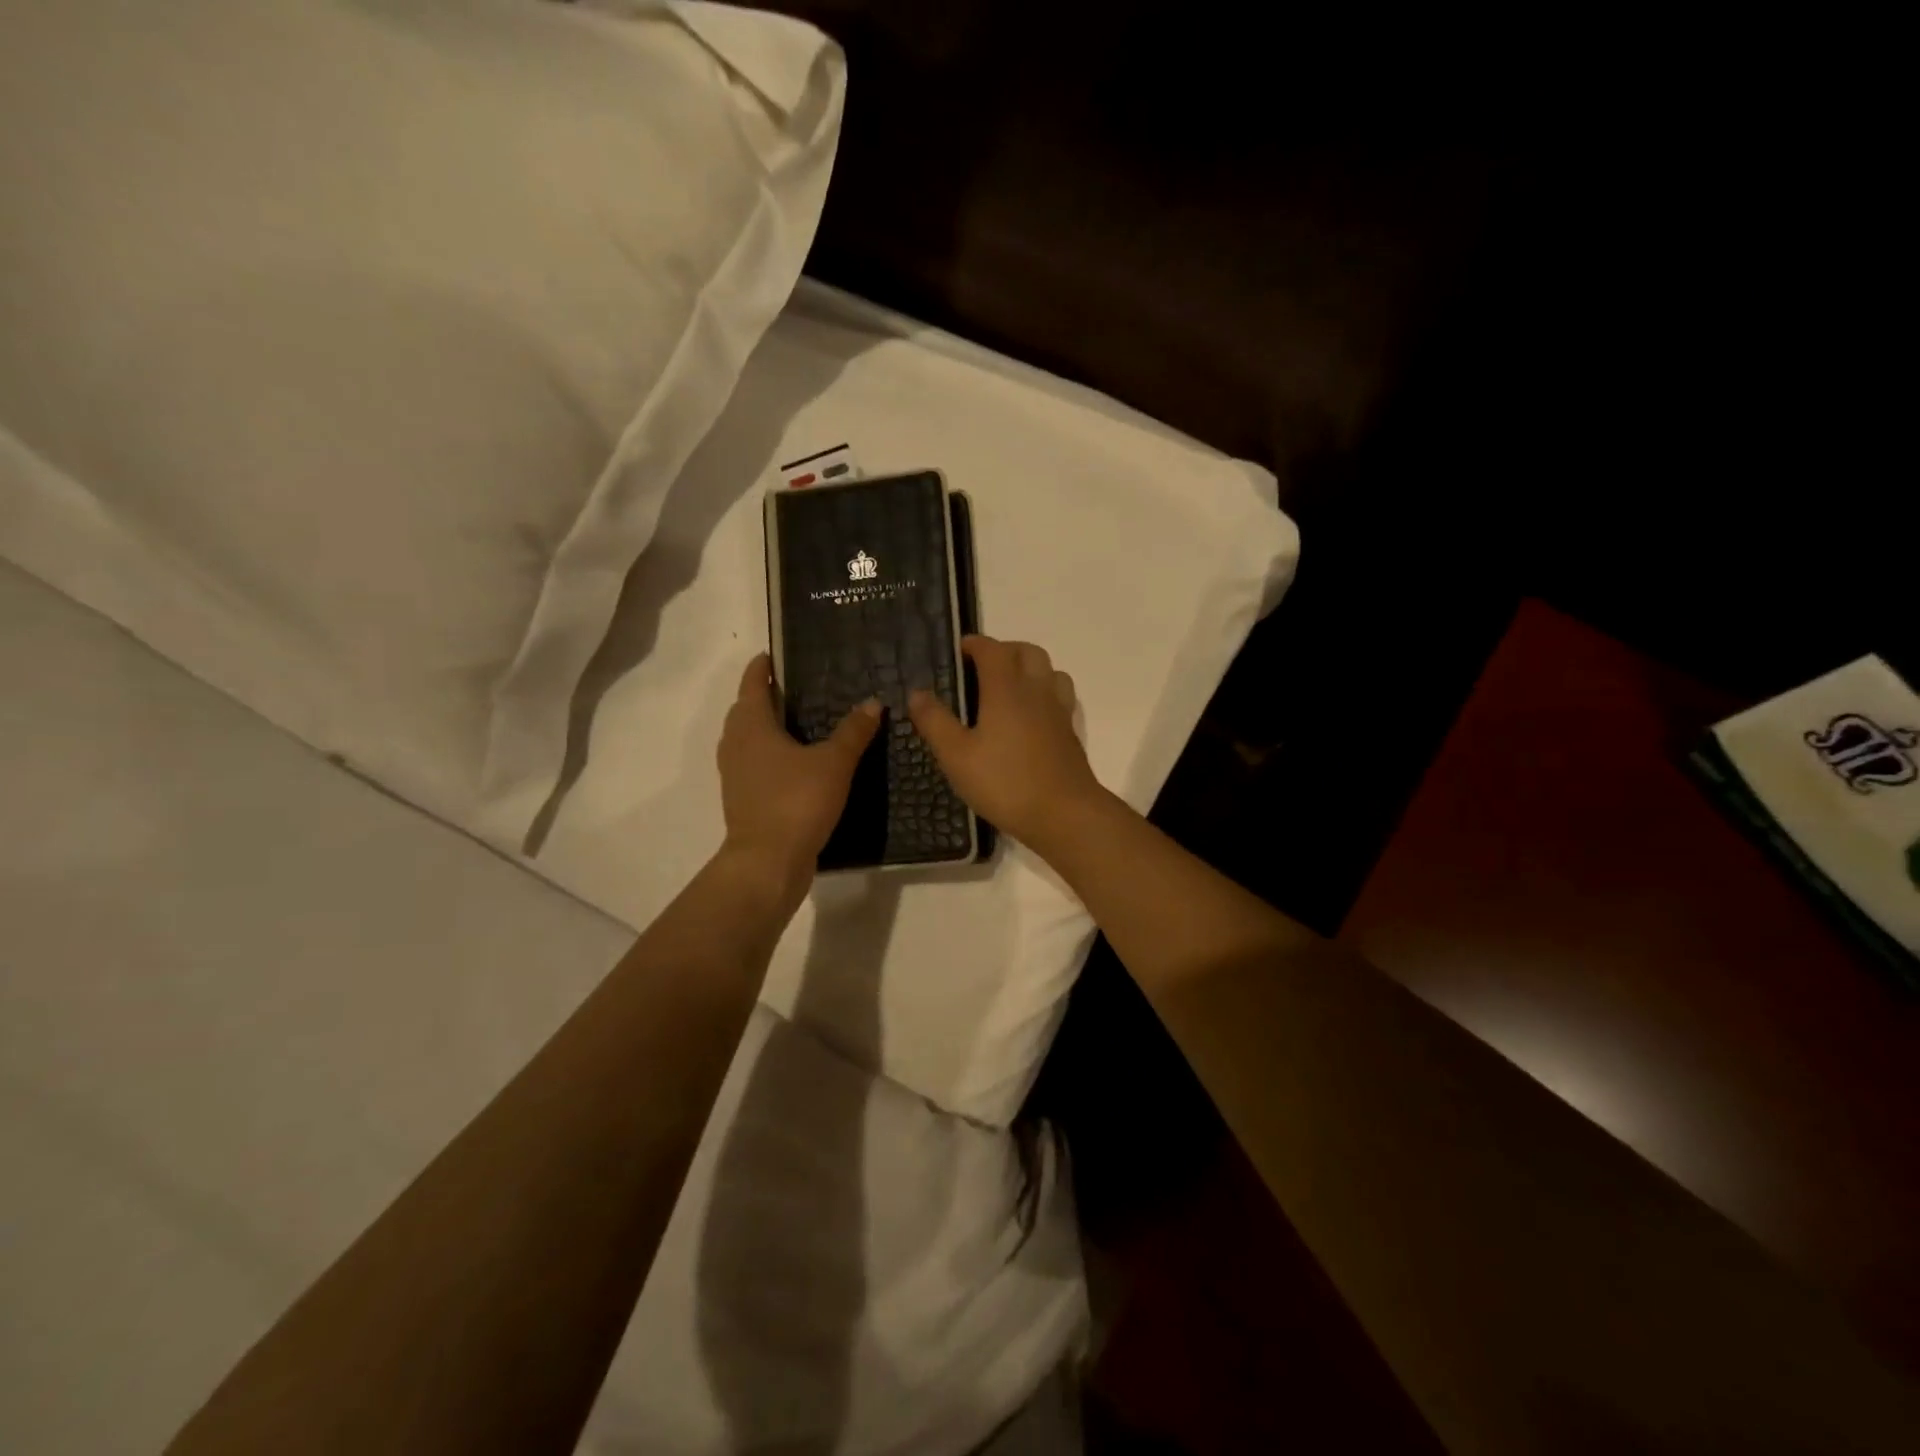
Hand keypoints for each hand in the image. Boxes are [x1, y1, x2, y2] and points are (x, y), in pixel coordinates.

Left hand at [718, 653, 879, 878]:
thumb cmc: (796, 802)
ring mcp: (735, 775)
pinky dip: (770, 755)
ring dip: (766, 727)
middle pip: (746, 710)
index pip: (753, 684)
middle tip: (796, 687)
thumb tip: (873, 702)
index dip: (763, 667)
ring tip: (799, 723)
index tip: (775, 655)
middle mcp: (736, 745)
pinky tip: (797, 763)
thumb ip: (853, 731)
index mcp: (752, 726)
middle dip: (765, 696)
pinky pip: (754, 764)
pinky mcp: (743, 799)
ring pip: (748, 739)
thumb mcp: (834, 763)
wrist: (768, 862)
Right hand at [908, 636, 1108, 853]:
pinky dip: (1044, 692)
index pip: (992, 649)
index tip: (958, 652)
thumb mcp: (956, 756)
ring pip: (1049, 671)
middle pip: (1027, 652)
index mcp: (1006, 689)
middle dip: (1004, 650)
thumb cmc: (1005, 783)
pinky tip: (1029, 716)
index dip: (974, 644)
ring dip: (1028, 668)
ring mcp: (1058, 711)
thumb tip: (917, 692)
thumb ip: (935, 721)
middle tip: (981, 668)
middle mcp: (1036, 690)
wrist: (1064, 814)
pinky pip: (1059, 696)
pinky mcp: (1069, 732)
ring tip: (1007, 688)